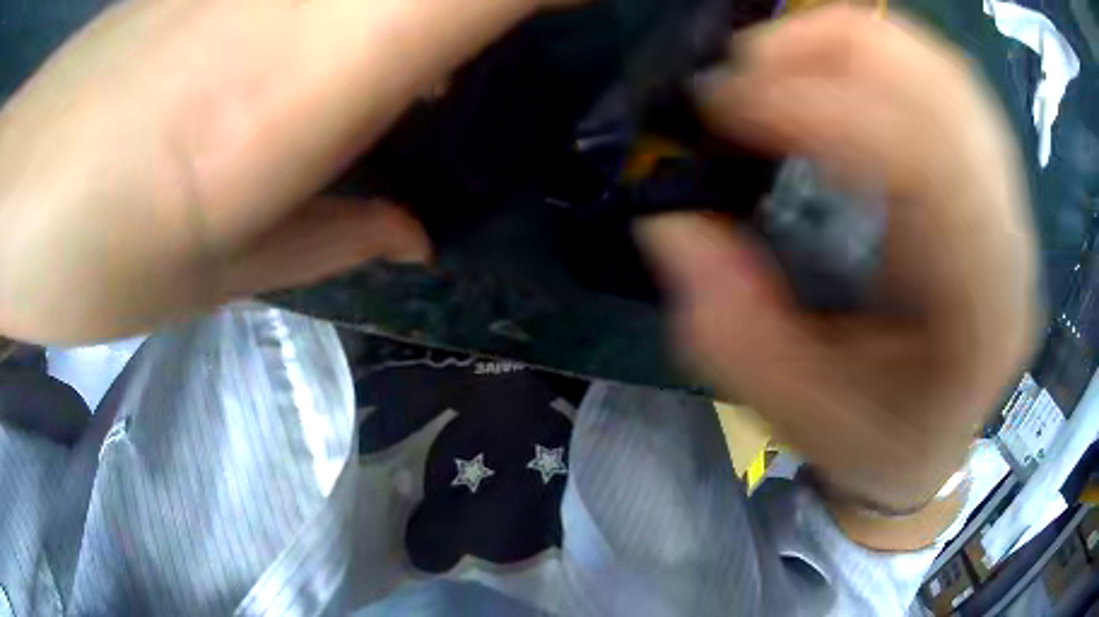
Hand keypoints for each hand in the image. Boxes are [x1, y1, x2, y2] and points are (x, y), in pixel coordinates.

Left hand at [0, 0, 549, 343]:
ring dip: (443, 21)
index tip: (604, 20)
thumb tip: (419, 225)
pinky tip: (364, 59)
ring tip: (448, 77)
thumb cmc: (91, 250)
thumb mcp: (220, 274)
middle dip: (510, 13)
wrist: (18, 185)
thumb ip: (338, 233)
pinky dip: (381, 18)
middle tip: (541, 57)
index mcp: (313, 69)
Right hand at [638, 8, 1037, 517]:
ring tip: (777, 55)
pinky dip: (883, 52)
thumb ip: (733, 329)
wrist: (931, 441)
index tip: (724, 106)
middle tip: (743, 65)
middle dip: (833, 51)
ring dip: (854, 40)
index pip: (926, 165)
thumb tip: (673, 222)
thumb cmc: (875, 442)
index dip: (821, 110)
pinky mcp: (992, 182)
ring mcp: (1009, 203)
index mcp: (979, 314)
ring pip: (947, 72)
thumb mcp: (796, 414)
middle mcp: (1010, 242)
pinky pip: (947, 81)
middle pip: (944, 92)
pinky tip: (832, 66)